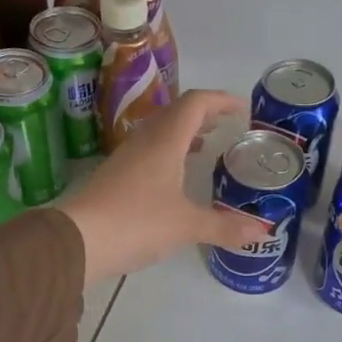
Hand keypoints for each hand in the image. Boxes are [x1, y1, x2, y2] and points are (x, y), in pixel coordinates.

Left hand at [56, 90, 269, 283]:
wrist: (77, 241)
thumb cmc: (137, 222)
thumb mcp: (187, 226)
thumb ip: (225, 226)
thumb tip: (264, 231)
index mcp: (165, 141)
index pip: (196, 103)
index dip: (221, 100)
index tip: (243, 109)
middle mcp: (144, 141)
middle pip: (177, 113)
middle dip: (204, 114)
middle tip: (227, 126)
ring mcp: (126, 158)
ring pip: (160, 132)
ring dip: (185, 133)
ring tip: (206, 146)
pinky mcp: (115, 177)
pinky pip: (149, 152)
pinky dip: (170, 154)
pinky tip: (176, 178)